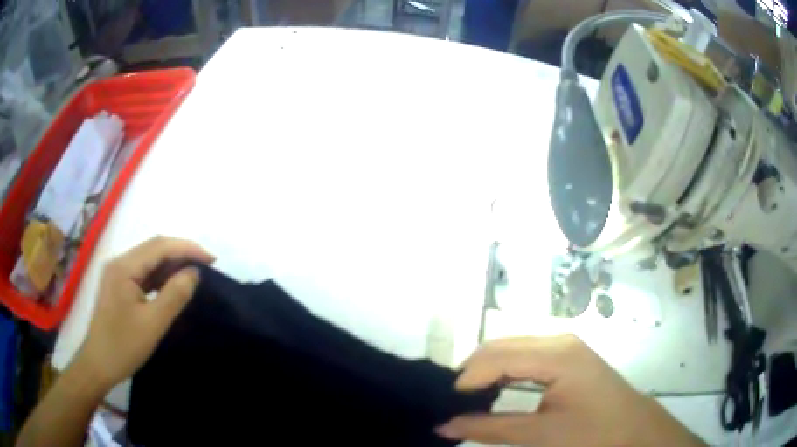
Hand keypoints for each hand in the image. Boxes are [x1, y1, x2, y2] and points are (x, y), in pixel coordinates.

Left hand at [72, 237, 214, 390]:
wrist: (98, 364)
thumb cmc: (123, 345)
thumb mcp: (153, 323)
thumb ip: (174, 295)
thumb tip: (194, 273)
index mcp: (124, 267)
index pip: (159, 246)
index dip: (187, 248)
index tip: (212, 260)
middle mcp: (119, 263)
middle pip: (153, 248)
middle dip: (180, 253)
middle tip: (206, 267)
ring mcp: (117, 274)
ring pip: (148, 260)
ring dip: (171, 265)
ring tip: (192, 275)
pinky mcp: (118, 286)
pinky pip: (143, 273)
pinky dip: (160, 276)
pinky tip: (171, 286)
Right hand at [437, 335, 705, 446]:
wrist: (634, 431)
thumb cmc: (594, 433)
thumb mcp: (541, 434)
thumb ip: (491, 428)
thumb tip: (445, 424)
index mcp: (557, 354)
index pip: (497, 357)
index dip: (467, 379)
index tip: (444, 404)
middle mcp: (558, 341)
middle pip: (502, 347)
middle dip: (473, 373)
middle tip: (452, 402)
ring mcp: (564, 346)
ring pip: (511, 350)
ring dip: (487, 373)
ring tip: (468, 399)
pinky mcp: (567, 357)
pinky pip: (525, 357)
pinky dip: (504, 373)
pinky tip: (495, 391)